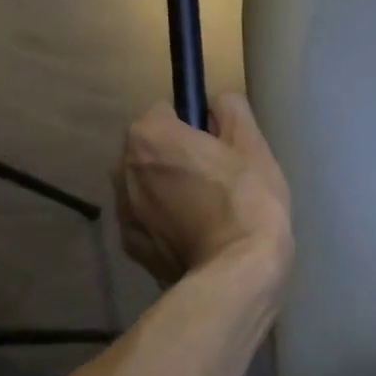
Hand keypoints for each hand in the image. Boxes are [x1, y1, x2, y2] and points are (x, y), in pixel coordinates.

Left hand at [114, 93, 292, 287]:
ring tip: (205, 216)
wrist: (238, 272)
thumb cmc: (246, 200)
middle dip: (174, 160)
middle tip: (214, 183)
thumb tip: (216, 104)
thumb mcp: (251, 144)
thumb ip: (230, 110)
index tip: (217, 149)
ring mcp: (123, 212)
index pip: (166, 113)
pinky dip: (164, 227)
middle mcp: (123, 169)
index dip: (194, 128)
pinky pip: (147, 224)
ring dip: (167, 193)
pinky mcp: (131, 248)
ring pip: (146, 189)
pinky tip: (194, 240)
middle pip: (150, 152)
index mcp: (148, 136)